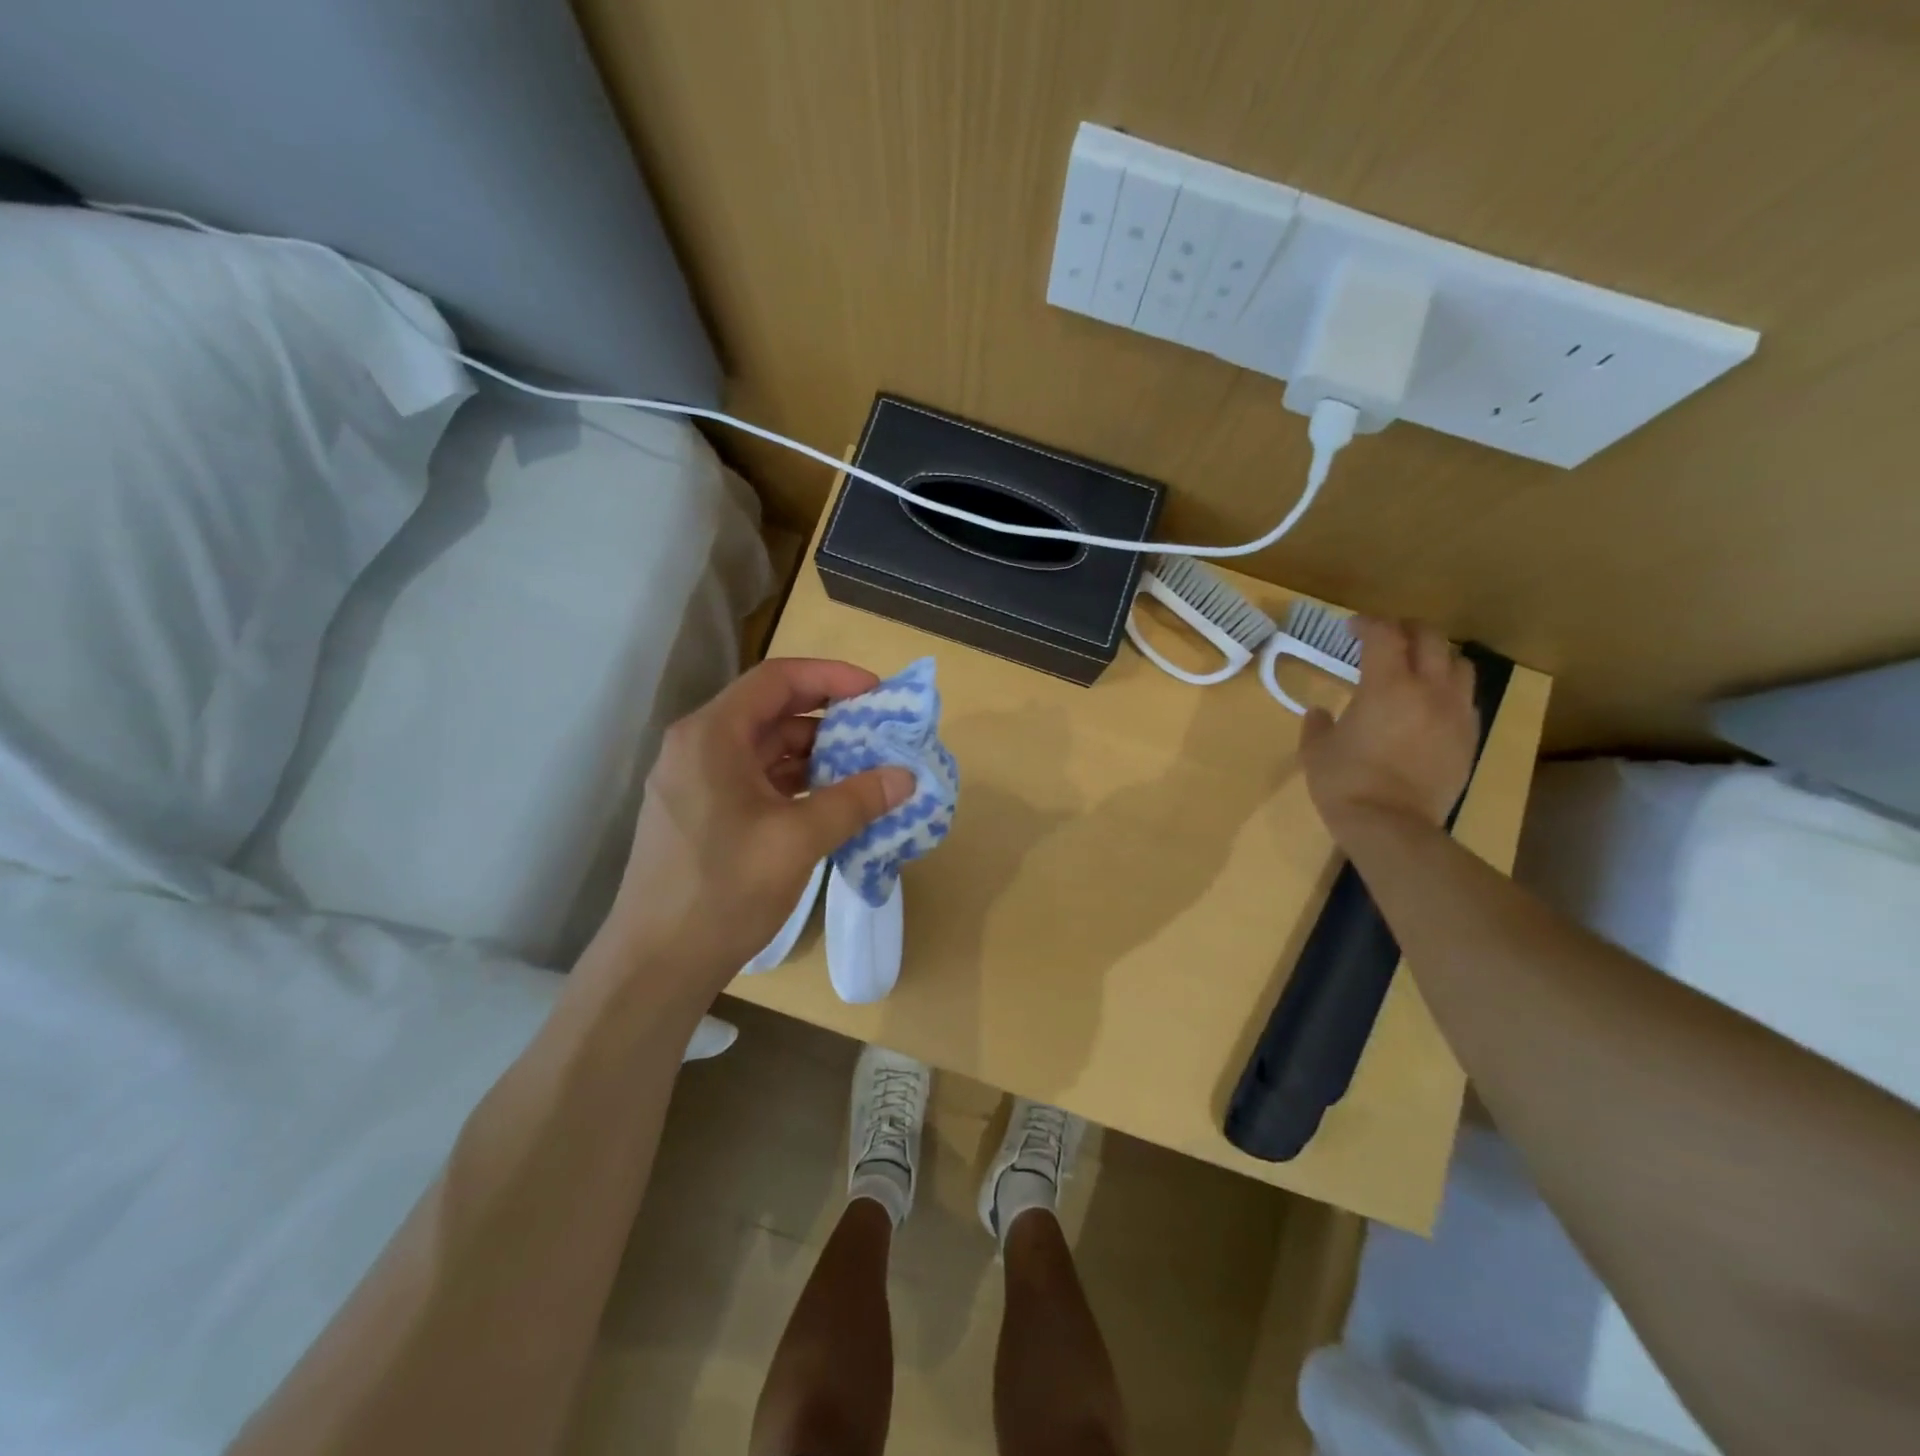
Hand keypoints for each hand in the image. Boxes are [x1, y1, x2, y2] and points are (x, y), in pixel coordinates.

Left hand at [603, 658, 913, 993]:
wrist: (656, 965)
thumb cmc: (724, 890)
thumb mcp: (798, 840)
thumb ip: (855, 801)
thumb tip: (906, 777)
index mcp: (712, 736)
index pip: (778, 679)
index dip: (831, 677)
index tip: (877, 692)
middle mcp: (698, 747)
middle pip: (771, 712)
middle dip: (829, 718)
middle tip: (879, 733)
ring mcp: (696, 782)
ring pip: (764, 749)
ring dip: (815, 754)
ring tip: (865, 769)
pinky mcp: (700, 814)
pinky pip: (754, 780)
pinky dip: (794, 783)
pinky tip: (830, 802)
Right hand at [1300, 618, 1478, 836]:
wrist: (1391, 825)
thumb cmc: (1344, 782)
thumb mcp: (1316, 749)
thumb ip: (1318, 724)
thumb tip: (1321, 712)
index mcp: (1386, 685)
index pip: (1384, 635)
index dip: (1368, 624)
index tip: (1352, 628)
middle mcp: (1429, 689)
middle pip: (1430, 639)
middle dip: (1407, 630)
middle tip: (1387, 637)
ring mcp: (1455, 713)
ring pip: (1459, 664)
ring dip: (1437, 657)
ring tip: (1417, 667)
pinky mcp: (1468, 738)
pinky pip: (1466, 699)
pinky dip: (1449, 690)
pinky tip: (1431, 705)